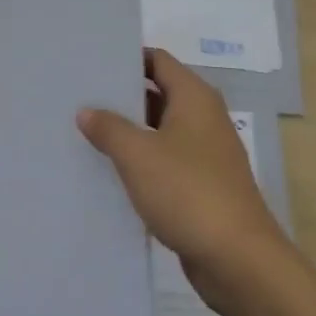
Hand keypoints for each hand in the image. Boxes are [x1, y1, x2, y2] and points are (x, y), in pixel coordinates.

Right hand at [77, 49, 290, 304]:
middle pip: (159, 93)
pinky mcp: (202, 185)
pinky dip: (141, 162)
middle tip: (79, 97)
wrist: (237, 257)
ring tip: (85, 132)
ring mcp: (205, 153)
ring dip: (129, 132)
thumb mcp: (139, 155)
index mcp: (195, 98)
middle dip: (122, 96)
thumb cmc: (188, 192)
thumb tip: (87, 110)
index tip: (92, 62)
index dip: (127, 57)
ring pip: (160, 130)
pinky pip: (165, 161)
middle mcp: (204, 118)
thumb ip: (110, 128)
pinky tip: (109, 172)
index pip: (158, 61)